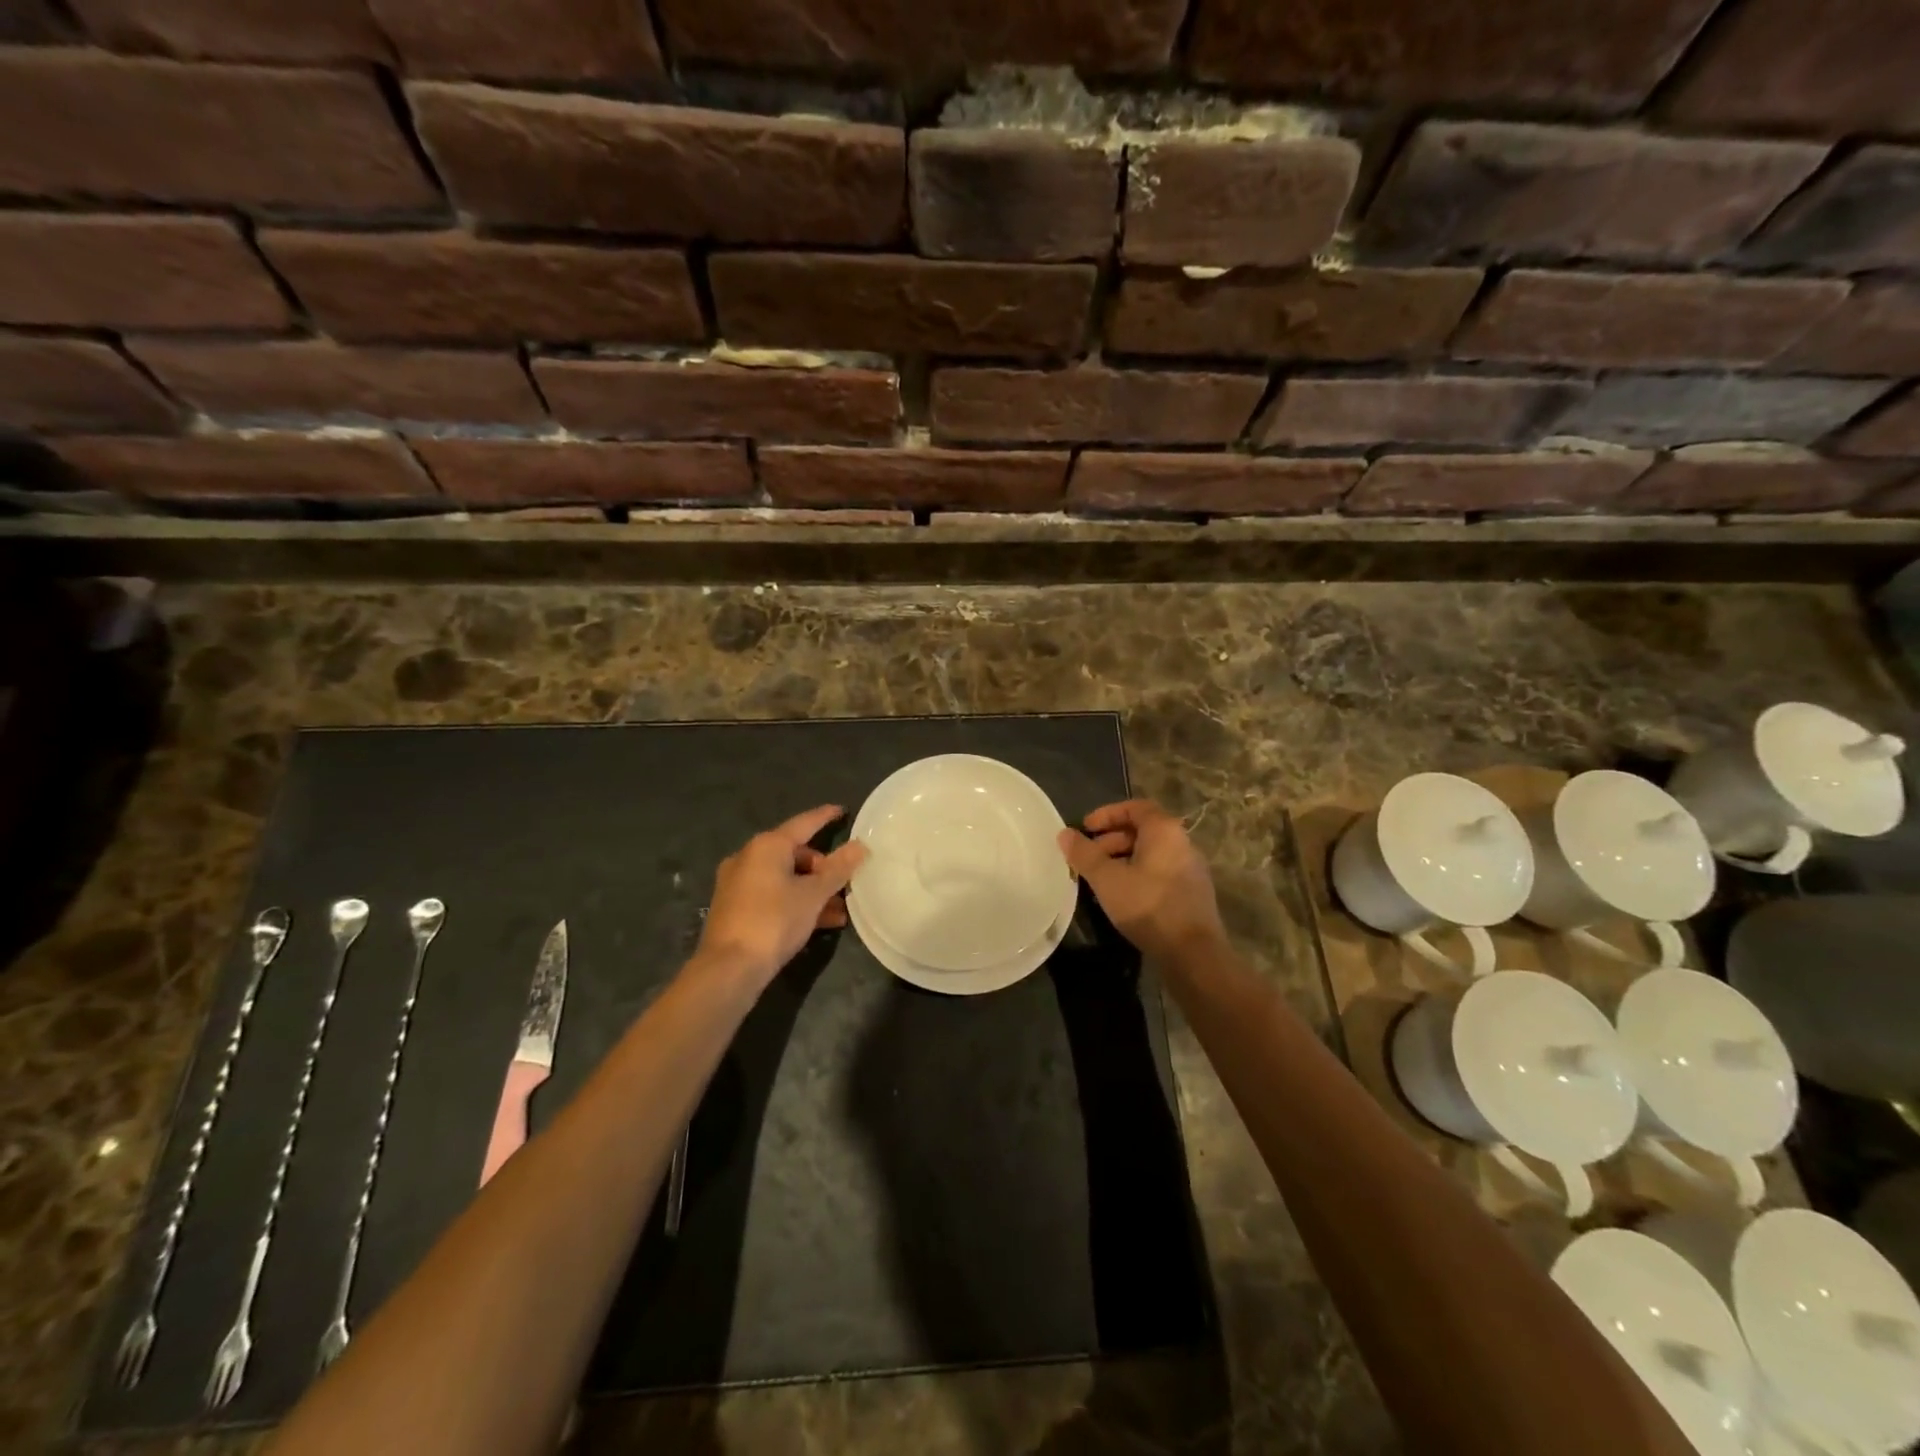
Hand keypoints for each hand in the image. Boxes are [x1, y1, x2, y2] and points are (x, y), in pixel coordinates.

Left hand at [698, 806, 866, 987]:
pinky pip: (773, 895)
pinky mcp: (734, 907)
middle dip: (823, 867)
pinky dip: (795, 902)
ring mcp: (738, 883)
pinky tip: (820, 922)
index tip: (843, 810)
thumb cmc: (774, 921)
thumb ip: (838, 868)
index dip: (825, 817)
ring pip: (785, 878)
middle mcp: (748, 857)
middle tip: (845, 882)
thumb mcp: (813, 895)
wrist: (729, 969)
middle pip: (794, 853)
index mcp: (767, 846)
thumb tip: (859, 846)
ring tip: (840, 910)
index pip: (803, 823)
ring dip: (812, 890)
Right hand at [1058, 799, 1224, 962]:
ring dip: (1123, 858)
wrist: (1193, 953)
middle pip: (1143, 829)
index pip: (1135, 807)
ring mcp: (1191, 868)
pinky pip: (1160, 871)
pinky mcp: (1192, 892)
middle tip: (1089, 857)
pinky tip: (1122, 896)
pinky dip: (1138, 874)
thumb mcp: (1107, 879)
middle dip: (1111, 839)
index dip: (1107, 814)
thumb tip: (1064, 834)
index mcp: (1164, 830)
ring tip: (1101, 878)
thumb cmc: (1148, 906)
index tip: (1086, 828)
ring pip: (1151, 852)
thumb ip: (1084, 854)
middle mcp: (1182, 842)